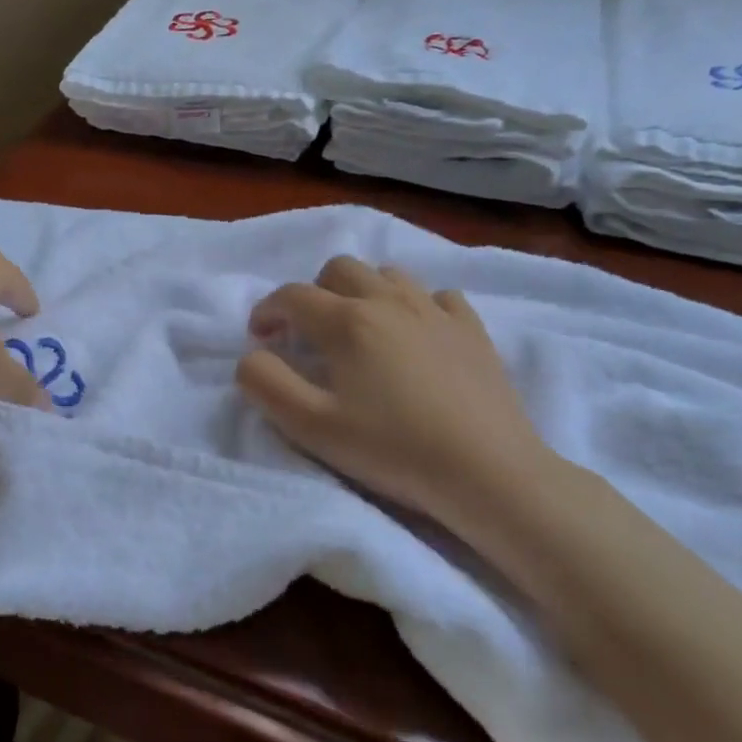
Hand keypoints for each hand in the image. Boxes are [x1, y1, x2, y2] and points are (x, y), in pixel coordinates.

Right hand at [238, 256, 558, 537]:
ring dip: (362, 292)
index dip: (267, 311)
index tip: (261, 338)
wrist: (488, 472)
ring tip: (360, 331)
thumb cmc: (392, 449)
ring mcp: (436, 311)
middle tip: (308, 333)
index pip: (292, 296)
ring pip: (388, 275)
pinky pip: (437, 297)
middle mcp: (390, 301)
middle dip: (313, 292)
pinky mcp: (473, 330)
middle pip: (339, 269)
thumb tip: (253, 355)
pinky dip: (416, 306)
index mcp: (347, 321)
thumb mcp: (310, 426)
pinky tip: (415, 336)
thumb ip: (265, 383)